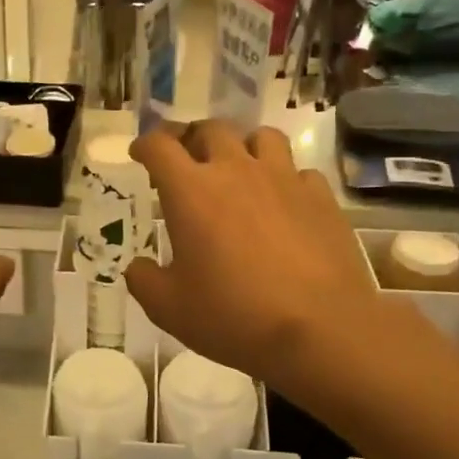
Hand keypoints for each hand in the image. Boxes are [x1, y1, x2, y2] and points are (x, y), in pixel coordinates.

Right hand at [125, 122, 447, 396]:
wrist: (319, 329)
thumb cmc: (233, 315)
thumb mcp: (169, 308)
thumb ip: (144, 280)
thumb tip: (138, 266)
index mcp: (191, 191)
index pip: (160, 147)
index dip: (145, 145)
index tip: (140, 153)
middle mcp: (236, 171)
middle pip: (211, 130)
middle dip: (193, 138)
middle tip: (188, 160)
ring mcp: (284, 179)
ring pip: (262, 137)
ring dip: (244, 146)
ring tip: (241, 169)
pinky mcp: (321, 197)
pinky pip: (300, 172)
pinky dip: (286, 179)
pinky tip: (285, 202)